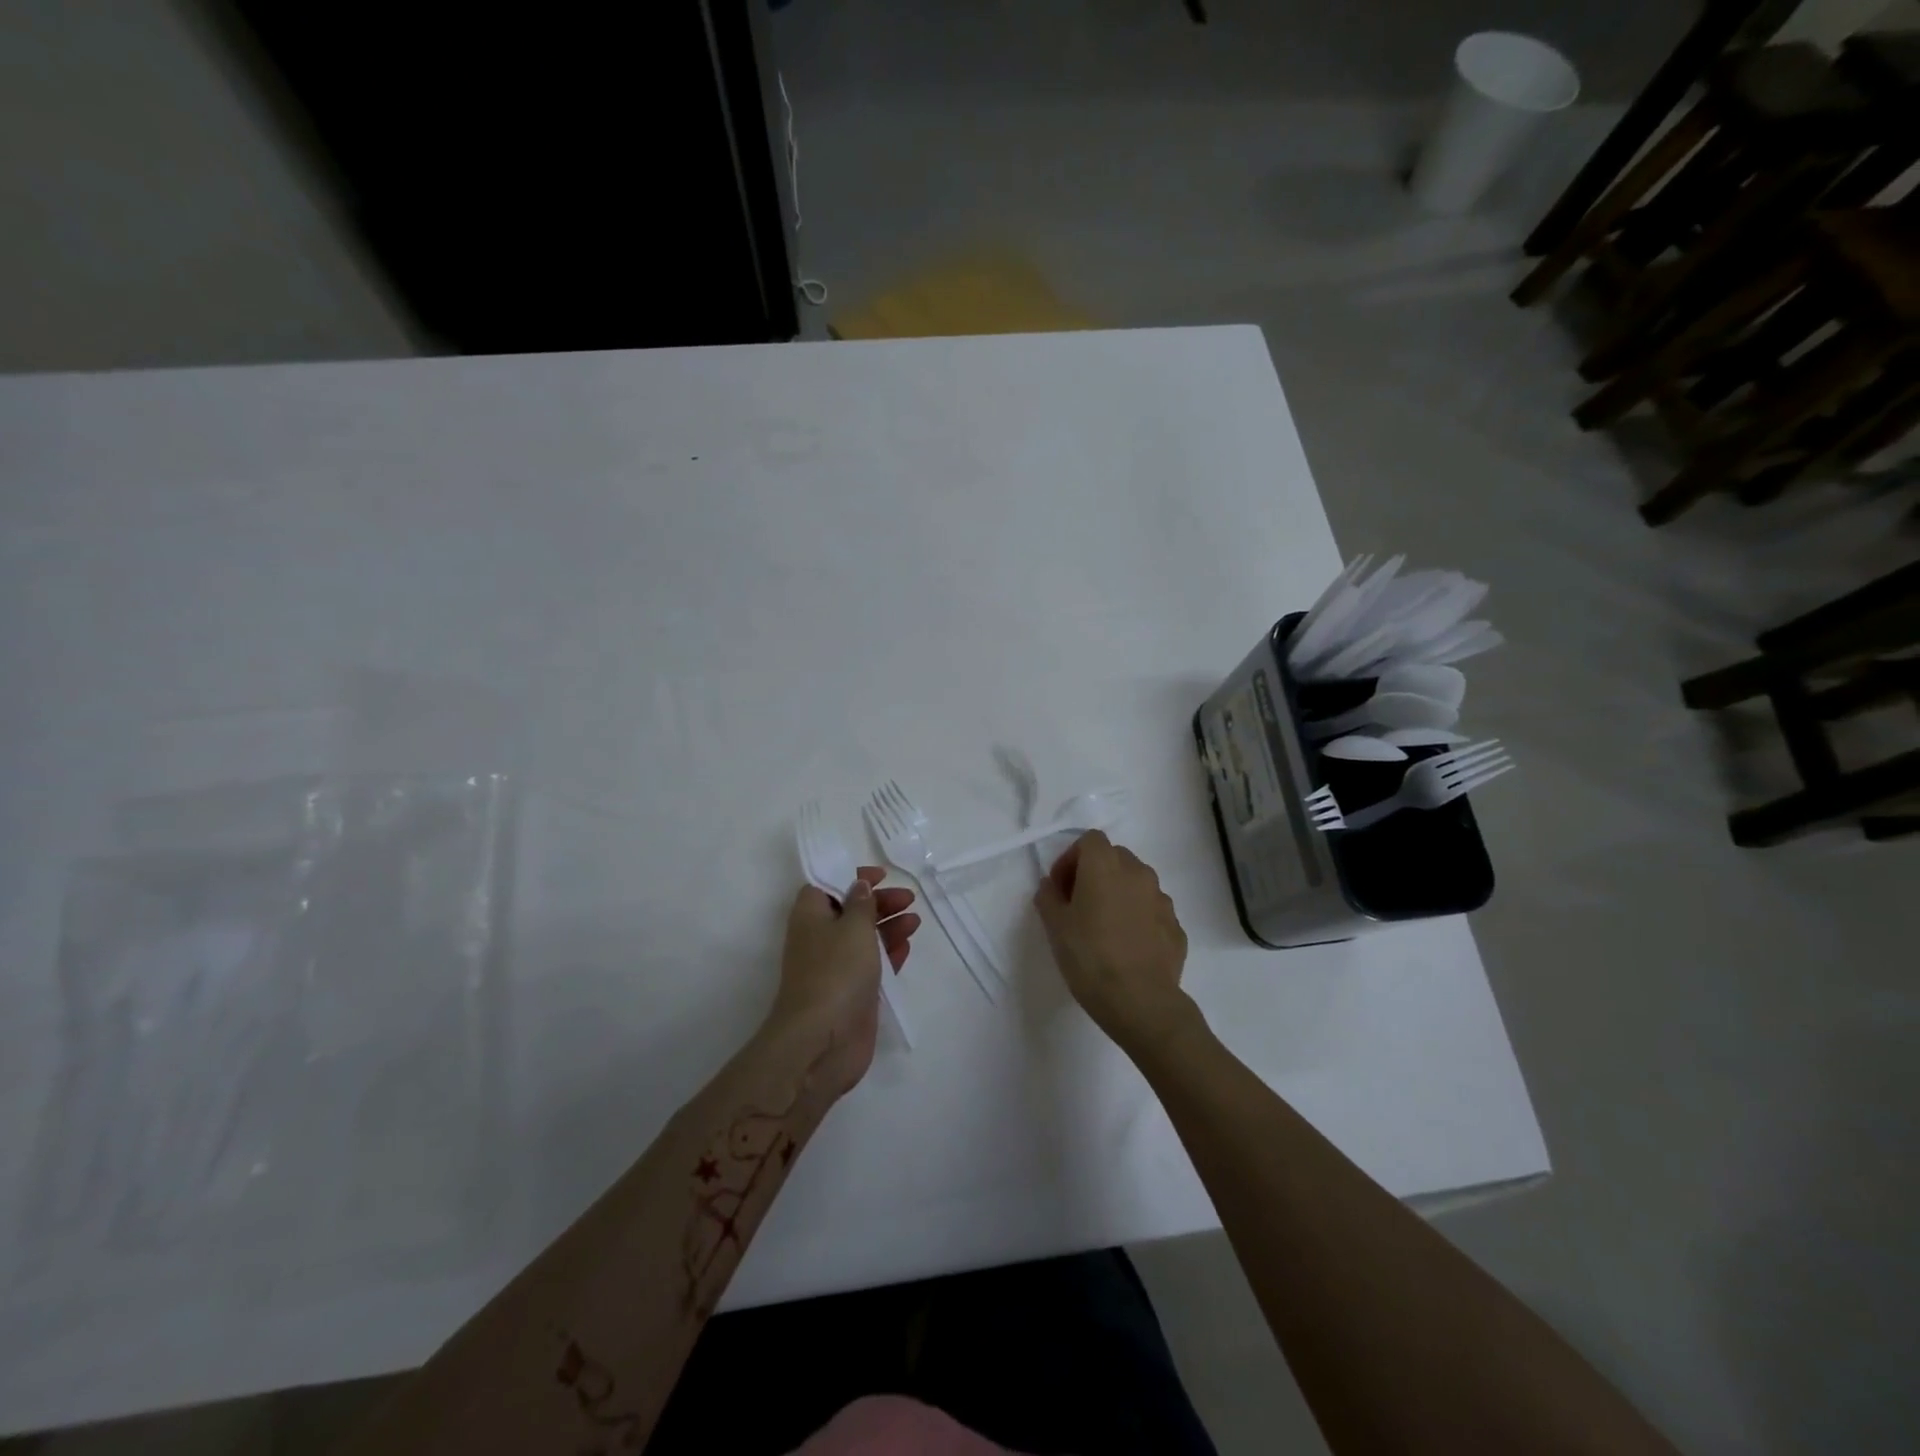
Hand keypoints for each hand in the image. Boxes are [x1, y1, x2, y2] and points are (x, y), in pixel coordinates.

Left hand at [767, 868, 919, 1098]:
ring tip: (915, 921)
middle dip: (879, 902)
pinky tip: (907, 946)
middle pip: (851, 910)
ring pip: (864, 937)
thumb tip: (860, 886)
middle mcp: (820, 938)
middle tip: (908, 899)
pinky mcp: (852, 992)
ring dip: (889, 926)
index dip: (852, 877)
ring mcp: (836, 967)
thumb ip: (861, 904)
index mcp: (810, 916)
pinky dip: (889, 952)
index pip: (827, 884)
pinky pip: (873, 964)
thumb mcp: (853, 927)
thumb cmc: (835, 972)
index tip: (881, 875)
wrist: (822, 1040)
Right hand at [1034, 831, 1193, 1058]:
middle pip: (1114, 857)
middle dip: (1095, 873)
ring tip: (1105, 927)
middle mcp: (1138, 873)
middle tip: (1079, 905)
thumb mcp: (1055, 927)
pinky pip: (1152, 910)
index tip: (1061, 888)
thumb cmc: (1090, 957)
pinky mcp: (1176, 926)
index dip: (1071, 858)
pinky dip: (1138, 917)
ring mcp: (1162, 899)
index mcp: (1105, 865)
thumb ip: (1049, 897)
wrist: (1140, 1001)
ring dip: (1119, 894)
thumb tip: (1051, 886)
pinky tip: (1127, 946)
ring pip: (1136, 883)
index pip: (1089, 840)